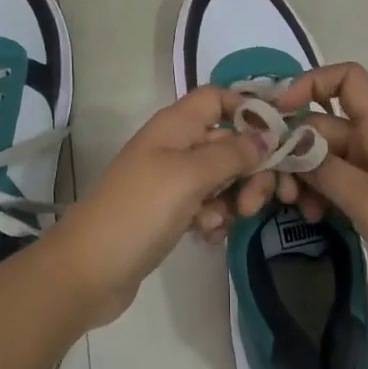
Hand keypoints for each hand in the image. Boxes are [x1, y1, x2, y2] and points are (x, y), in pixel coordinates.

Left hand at [46, 87, 268, 327]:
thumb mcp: (189, 176)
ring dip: (232, 198)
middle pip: (227, 141)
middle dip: (249, 168)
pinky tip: (207, 236)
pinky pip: (207, 205)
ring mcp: (171, 180)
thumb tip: (266, 135)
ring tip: (222, 223)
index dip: (248, 110)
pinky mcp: (170, 212)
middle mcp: (175, 146)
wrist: (89, 270)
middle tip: (256, 202)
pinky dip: (213, 218)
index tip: (277, 139)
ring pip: (221, 177)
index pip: (218, 98)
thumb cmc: (140, 211)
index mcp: (176, 125)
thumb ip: (232, 153)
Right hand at [270, 64, 367, 341]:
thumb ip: (325, 171)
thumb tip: (287, 144)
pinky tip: (311, 218)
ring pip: (328, 158)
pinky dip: (319, 195)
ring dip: (304, 175)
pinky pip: (338, 187)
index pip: (348, 80)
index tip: (279, 113)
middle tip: (273, 184)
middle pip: (326, 124)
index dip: (311, 83)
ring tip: (290, 206)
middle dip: (295, 146)